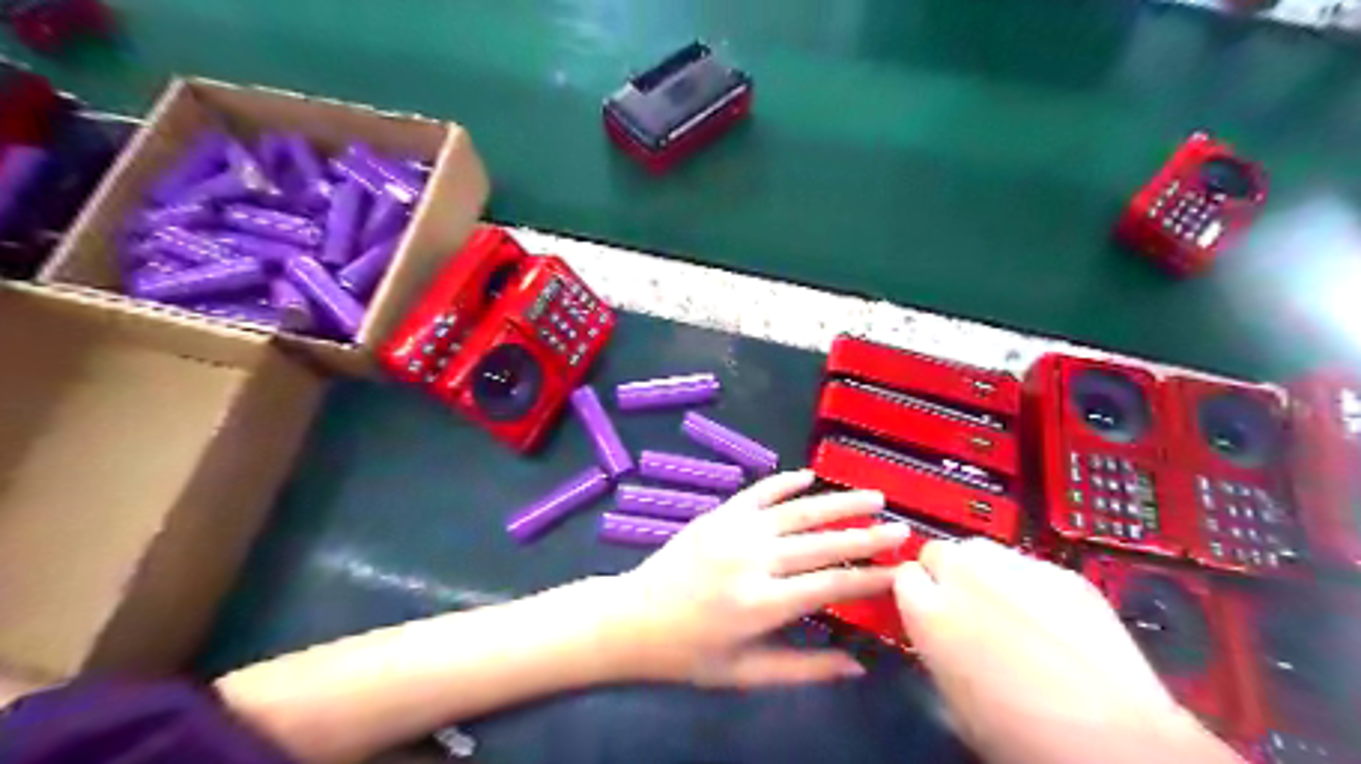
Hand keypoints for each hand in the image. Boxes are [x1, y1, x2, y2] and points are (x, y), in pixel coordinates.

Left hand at [612, 468, 906, 689]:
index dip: (871, 578)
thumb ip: (804, 668)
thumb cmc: (690, 654)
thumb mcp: (746, 673)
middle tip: (902, 527)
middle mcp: (753, 560)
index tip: (903, 570)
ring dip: (837, 502)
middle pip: (821, 543)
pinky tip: (810, 475)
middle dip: (866, 536)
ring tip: (872, 495)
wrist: (633, 618)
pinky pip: (758, 492)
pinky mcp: (718, 514)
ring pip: (796, 511)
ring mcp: (734, 530)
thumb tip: (858, 665)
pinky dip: (785, 482)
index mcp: (762, 604)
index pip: (831, 586)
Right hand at [895, 538, 1239, 763]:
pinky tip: (1052, 618)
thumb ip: (934, 648)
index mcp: (928, 609)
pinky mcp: (1062, 573)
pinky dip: (1031, 584)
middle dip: (947, 573)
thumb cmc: (1017, 732)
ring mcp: (1016, 569)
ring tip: (1008, 607)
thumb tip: (938, 636)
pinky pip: (1030, 566)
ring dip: (984, 571)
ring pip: (983, 550)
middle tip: (967, 606)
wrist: (1111, 740)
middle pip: (940, 551)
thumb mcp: (950, 697)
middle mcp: (965, 576)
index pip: (904, 574)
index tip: (929, 610)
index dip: (917, 593)